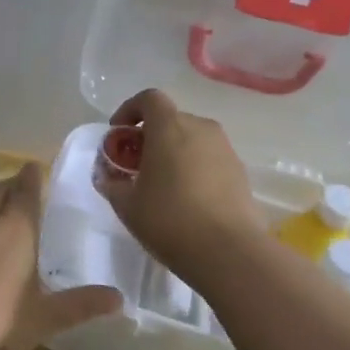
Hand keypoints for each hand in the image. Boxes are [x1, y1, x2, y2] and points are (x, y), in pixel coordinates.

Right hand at [96, 88, 263, 281]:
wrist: (228, 251)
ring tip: (162, 185)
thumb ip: (113, 185)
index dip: (129, 110)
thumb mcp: (127, 205)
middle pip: (171, 120)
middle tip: (137, 165)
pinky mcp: (241, 173)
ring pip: (193, 140)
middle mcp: (201, 129)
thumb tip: (108, 178)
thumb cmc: (169, 220)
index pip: (149, 98)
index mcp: (170, 127)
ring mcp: (225, 150)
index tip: (119, 134)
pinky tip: (187, 201)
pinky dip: (194, 169)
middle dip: (151, 136)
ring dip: (174, 153)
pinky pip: (210, 160)